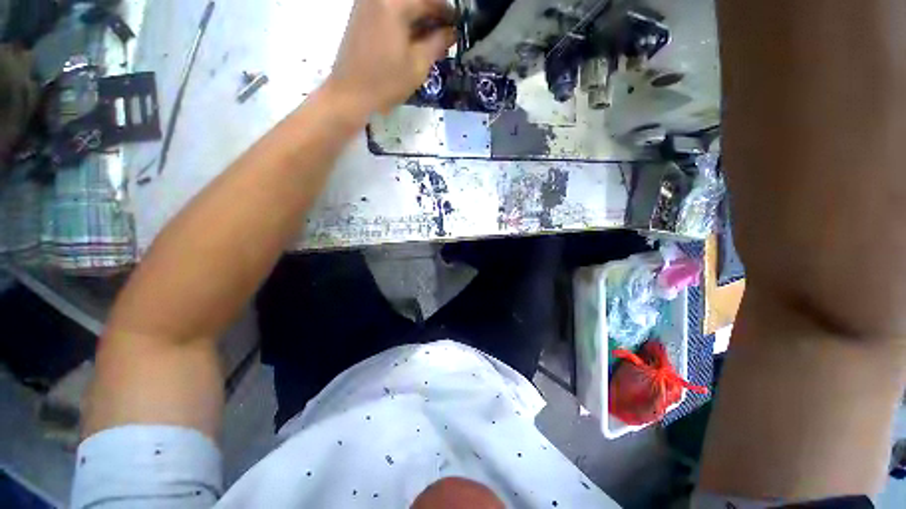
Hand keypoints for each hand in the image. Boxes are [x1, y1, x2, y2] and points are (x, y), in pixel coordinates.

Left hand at [327, 0, 454, 115]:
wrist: (350, 95)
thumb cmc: (386, 82)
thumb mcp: (418, 65)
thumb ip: (438, 43)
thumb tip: (452, 32)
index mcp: (394, 3)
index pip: (429, 0)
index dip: (447, 12)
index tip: (458, 25)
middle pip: (413, 0)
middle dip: (432, 14)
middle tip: (445, 33)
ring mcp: (367, 4)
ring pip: (401, 5)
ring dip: (418, 18)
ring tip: (430, 38)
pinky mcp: (360, 16)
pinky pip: (388, 10)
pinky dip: (403, 20)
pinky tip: (411, 38)